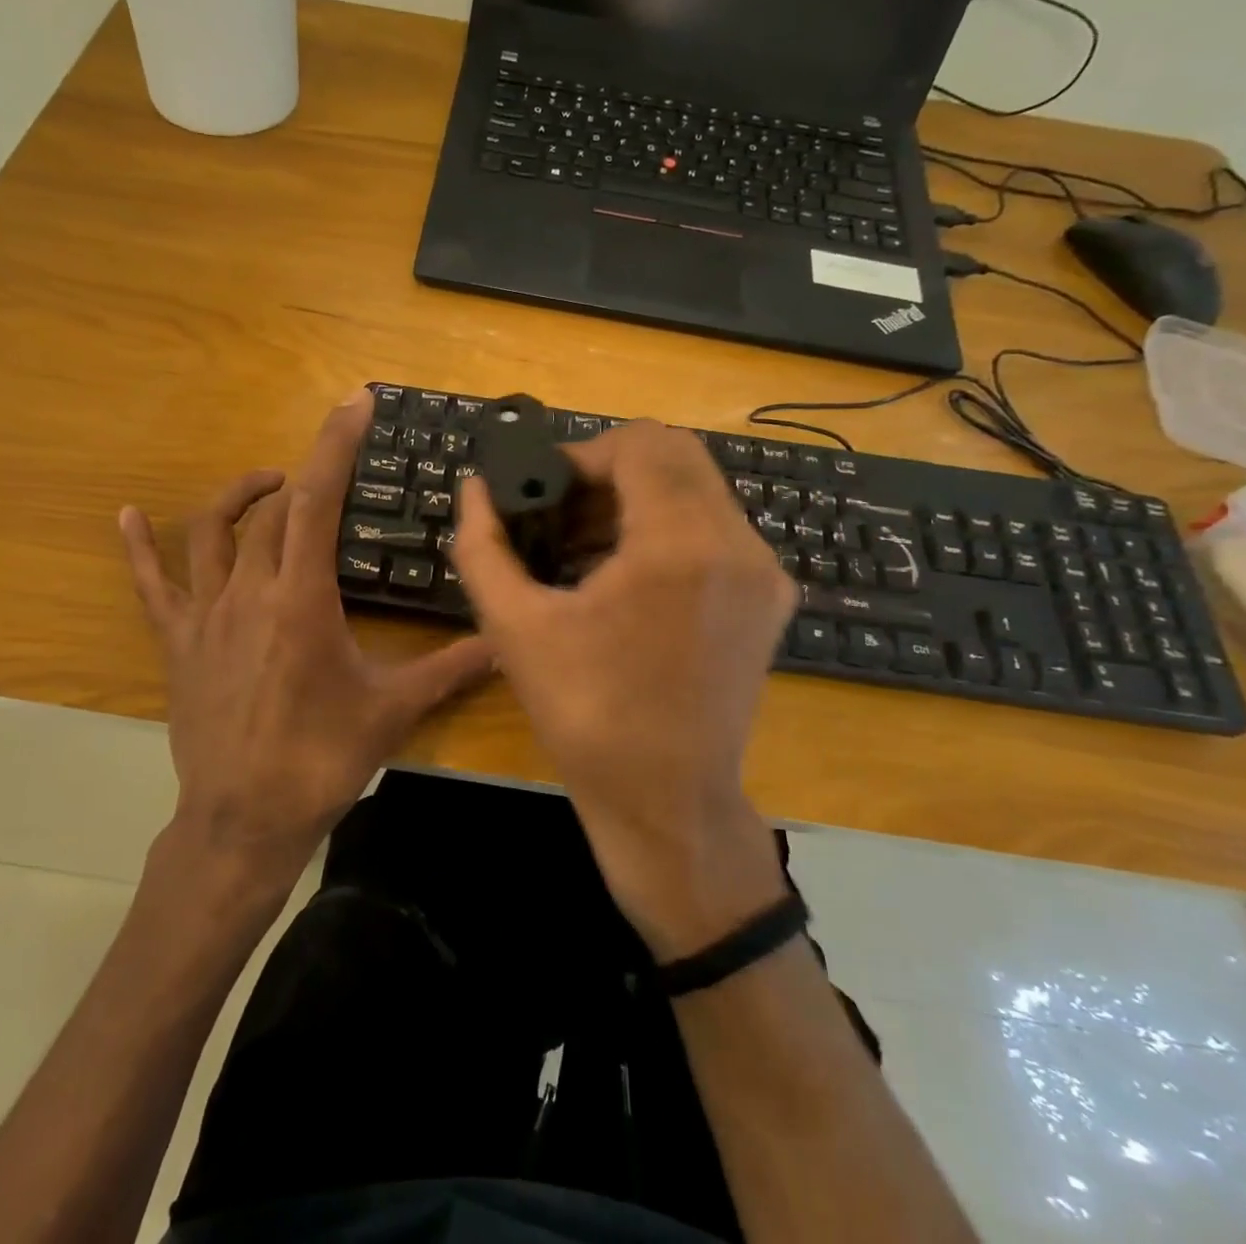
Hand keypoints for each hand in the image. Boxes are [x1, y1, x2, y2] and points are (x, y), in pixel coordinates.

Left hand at [120, 390, 493, 878]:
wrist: (243, 821)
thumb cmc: (320, 760)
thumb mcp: (392, 710)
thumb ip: (450, 669)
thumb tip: (504, 641)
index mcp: (302, 600)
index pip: (317, 502)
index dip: (334, 446)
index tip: (353, 403)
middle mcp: (249, 592)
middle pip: (272, 511)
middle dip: (302, 473)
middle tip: (331, 467)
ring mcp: (205, 615)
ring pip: (212, 532)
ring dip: (240, 496)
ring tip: (269, 483)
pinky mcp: (177, 643)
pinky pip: (150, 585)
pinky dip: (139, 547)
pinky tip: (126, 515)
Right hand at [451, 420, 797, 957]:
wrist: (667, 800)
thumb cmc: (585, 715)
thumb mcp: (514, 627)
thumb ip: (482, 546)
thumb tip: (475, 490)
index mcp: (678, 545)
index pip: (642, 444)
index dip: (584, 453)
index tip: (546, 492)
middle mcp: (737, 544)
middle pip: (677, 453)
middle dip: (613, 468)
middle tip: (564, 510)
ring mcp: (764, 571)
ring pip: (699, 488)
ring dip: (640, 497)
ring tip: (587, 545)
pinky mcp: (770, 598)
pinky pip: (717, 528)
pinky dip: (669, 527)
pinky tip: (626, 575)